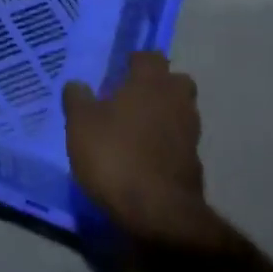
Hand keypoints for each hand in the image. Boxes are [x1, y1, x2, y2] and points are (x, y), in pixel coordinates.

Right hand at [64, 52, 227, 248]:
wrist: (158, 215)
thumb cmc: (115, 156)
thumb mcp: (80, 124)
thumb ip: (78, 99)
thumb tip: (77, 84)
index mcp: (151, 83)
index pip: (150, 56)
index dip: (136, 61)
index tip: (120, 70)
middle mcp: (176, 101)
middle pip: (176, 82)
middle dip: (160, 85)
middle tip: (133, 98)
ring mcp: (190, 134)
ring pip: (181, 113)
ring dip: (165, 116)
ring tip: (137, 130)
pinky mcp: (194, 166)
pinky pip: (180, 145)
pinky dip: (168, 147)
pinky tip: (147, 160)